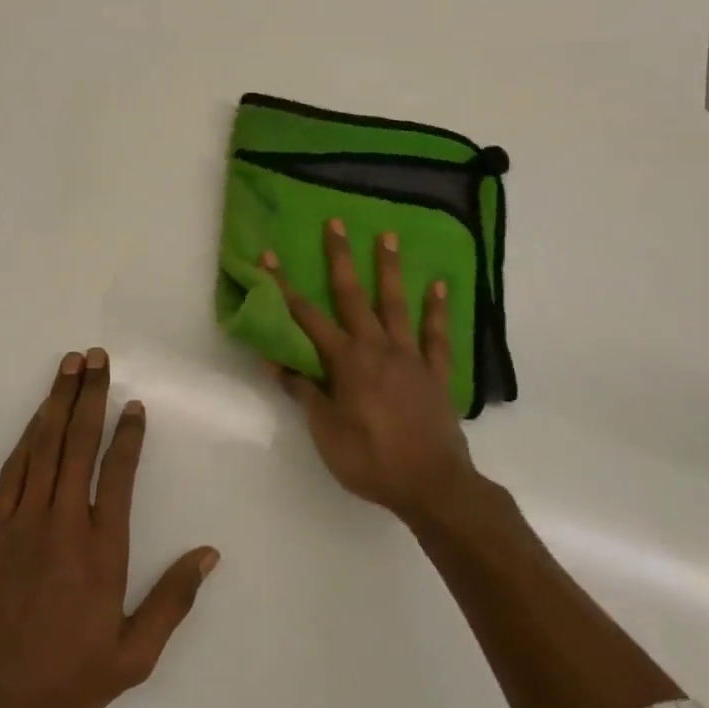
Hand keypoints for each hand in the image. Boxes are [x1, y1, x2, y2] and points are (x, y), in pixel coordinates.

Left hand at [0, 349, 218, 707]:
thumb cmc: (63, 678)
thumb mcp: (132, 657)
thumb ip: (171, 602)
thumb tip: (209, 555)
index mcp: (101, 548)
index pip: (119, 474)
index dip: (128, 434)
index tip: (134, 404)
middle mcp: (63, 522)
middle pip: (79, 444)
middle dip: (90, 396)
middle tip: (97, 357)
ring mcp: (23, 520)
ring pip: (44, 446)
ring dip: (57, 402)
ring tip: (69, 366)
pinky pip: (13, 469)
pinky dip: (27, 436)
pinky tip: (37, 416)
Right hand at [264, 220, 478, 522]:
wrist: (431, 484)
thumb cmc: (370, 459)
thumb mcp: (326, 431)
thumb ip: (304, 391)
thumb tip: (276, 359)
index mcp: (346, 361)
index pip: (307, 318)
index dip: (284, 287)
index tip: (269, 257)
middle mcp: (377, 348)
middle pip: (353, 296)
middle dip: (340, 258)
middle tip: (336, 223)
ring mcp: (410, 356)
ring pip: (396, 304)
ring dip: (390, 269)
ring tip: (388, 235)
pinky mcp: (435, 372)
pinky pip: (436, 335)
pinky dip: (438, 310)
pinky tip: (439, 286)